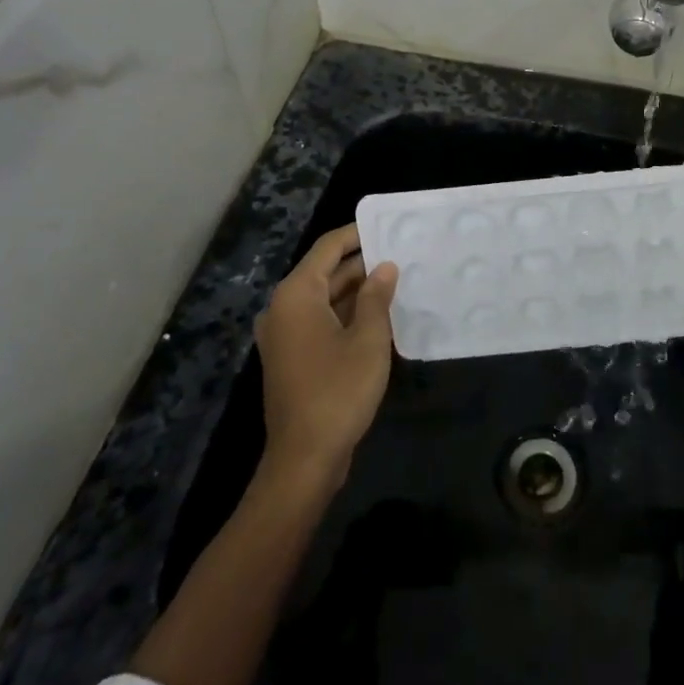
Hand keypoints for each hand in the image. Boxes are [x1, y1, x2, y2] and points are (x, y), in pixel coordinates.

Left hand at [256, 224, 398, 485]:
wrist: (304, 458)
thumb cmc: (338, 390)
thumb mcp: (368, 339)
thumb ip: (376, 297)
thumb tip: (384, 267)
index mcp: (296, 295)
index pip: (327, 249)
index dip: (356, 234)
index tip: (385, 226)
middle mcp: (283, 309)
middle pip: (324, 273)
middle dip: (361, 264)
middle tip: (400, 255)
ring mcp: (284, 335)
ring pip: (323, 299)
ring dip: (356, 291)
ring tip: (396, 281)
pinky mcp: (291, 358)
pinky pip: (320, 322)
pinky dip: (345, 314)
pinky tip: (378, 316)